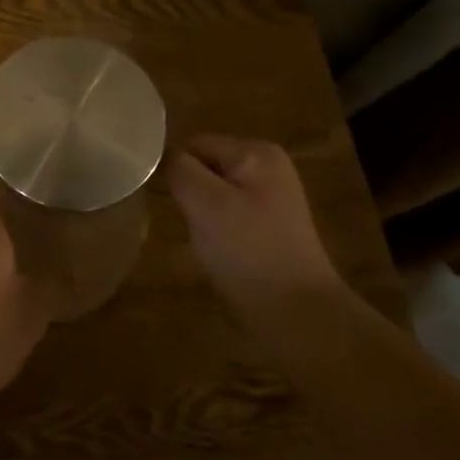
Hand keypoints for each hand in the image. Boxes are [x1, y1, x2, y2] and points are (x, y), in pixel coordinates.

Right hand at [166, 135, 346, 325]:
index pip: (193, 144)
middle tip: (190, 224)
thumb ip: (179, 169)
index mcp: (256, 152)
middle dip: (189, 193)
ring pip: (211, 194)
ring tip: (204, 241)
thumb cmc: (248, 251)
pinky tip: (219, 253)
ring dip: (200, 215)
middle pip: (203, 167)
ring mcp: (271, 199)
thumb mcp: (204, 202)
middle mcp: (268, 167)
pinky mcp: (268, 228)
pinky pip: (226, 216)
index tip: (171, 203)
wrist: (296, 314)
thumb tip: (164, 156)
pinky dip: (215, 232)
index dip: (176, 171)